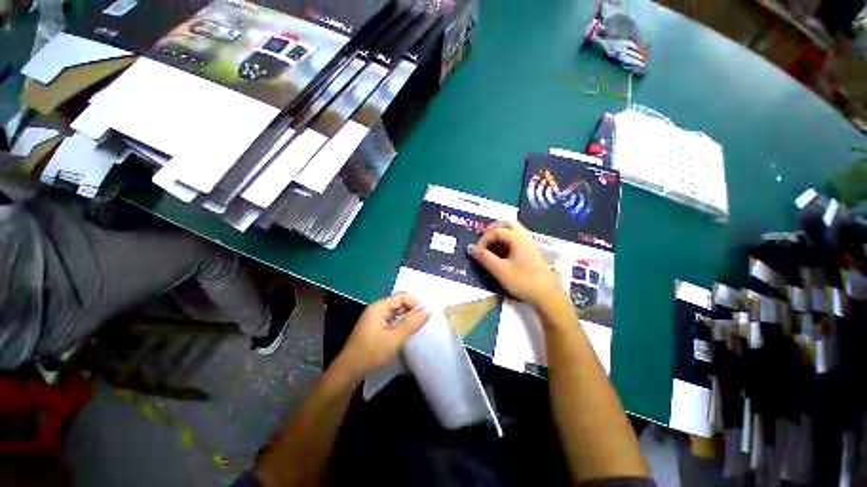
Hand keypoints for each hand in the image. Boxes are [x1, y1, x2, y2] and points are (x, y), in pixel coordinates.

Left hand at [335, 293, 430, 377]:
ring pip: (395, 313)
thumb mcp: (395, 338)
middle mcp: (376, 309)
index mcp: (379, 307)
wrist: (349, 371)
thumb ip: (412, 323)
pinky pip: (391, 321)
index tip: (425, 313)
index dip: (414, 302)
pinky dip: (400, 324)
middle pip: (398, 303)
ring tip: (417, 327)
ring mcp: (374, 319)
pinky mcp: (374, 329)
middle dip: (411, 310)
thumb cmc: (372, 352)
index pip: (401, 297)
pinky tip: (406, 332)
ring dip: (406, 318)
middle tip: (423, 321)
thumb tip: (428, 310)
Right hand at [468, 221, 563, 310]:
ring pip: (514, 231)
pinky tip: (502, 251)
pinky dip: (507, 240)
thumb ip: (485, 258)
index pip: (497, 231)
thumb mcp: (500, 270)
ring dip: (501, 233)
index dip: (484, 239)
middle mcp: (525, 238)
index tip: (477, 251)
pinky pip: (518, 239)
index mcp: (518, 239)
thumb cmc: (523, 281)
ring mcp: (530, 245)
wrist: (547, 296)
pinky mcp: (532, 253)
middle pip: (508, 224)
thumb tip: (471, 248)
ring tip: (490, 243)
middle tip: (483, 236)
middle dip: (494, 228)